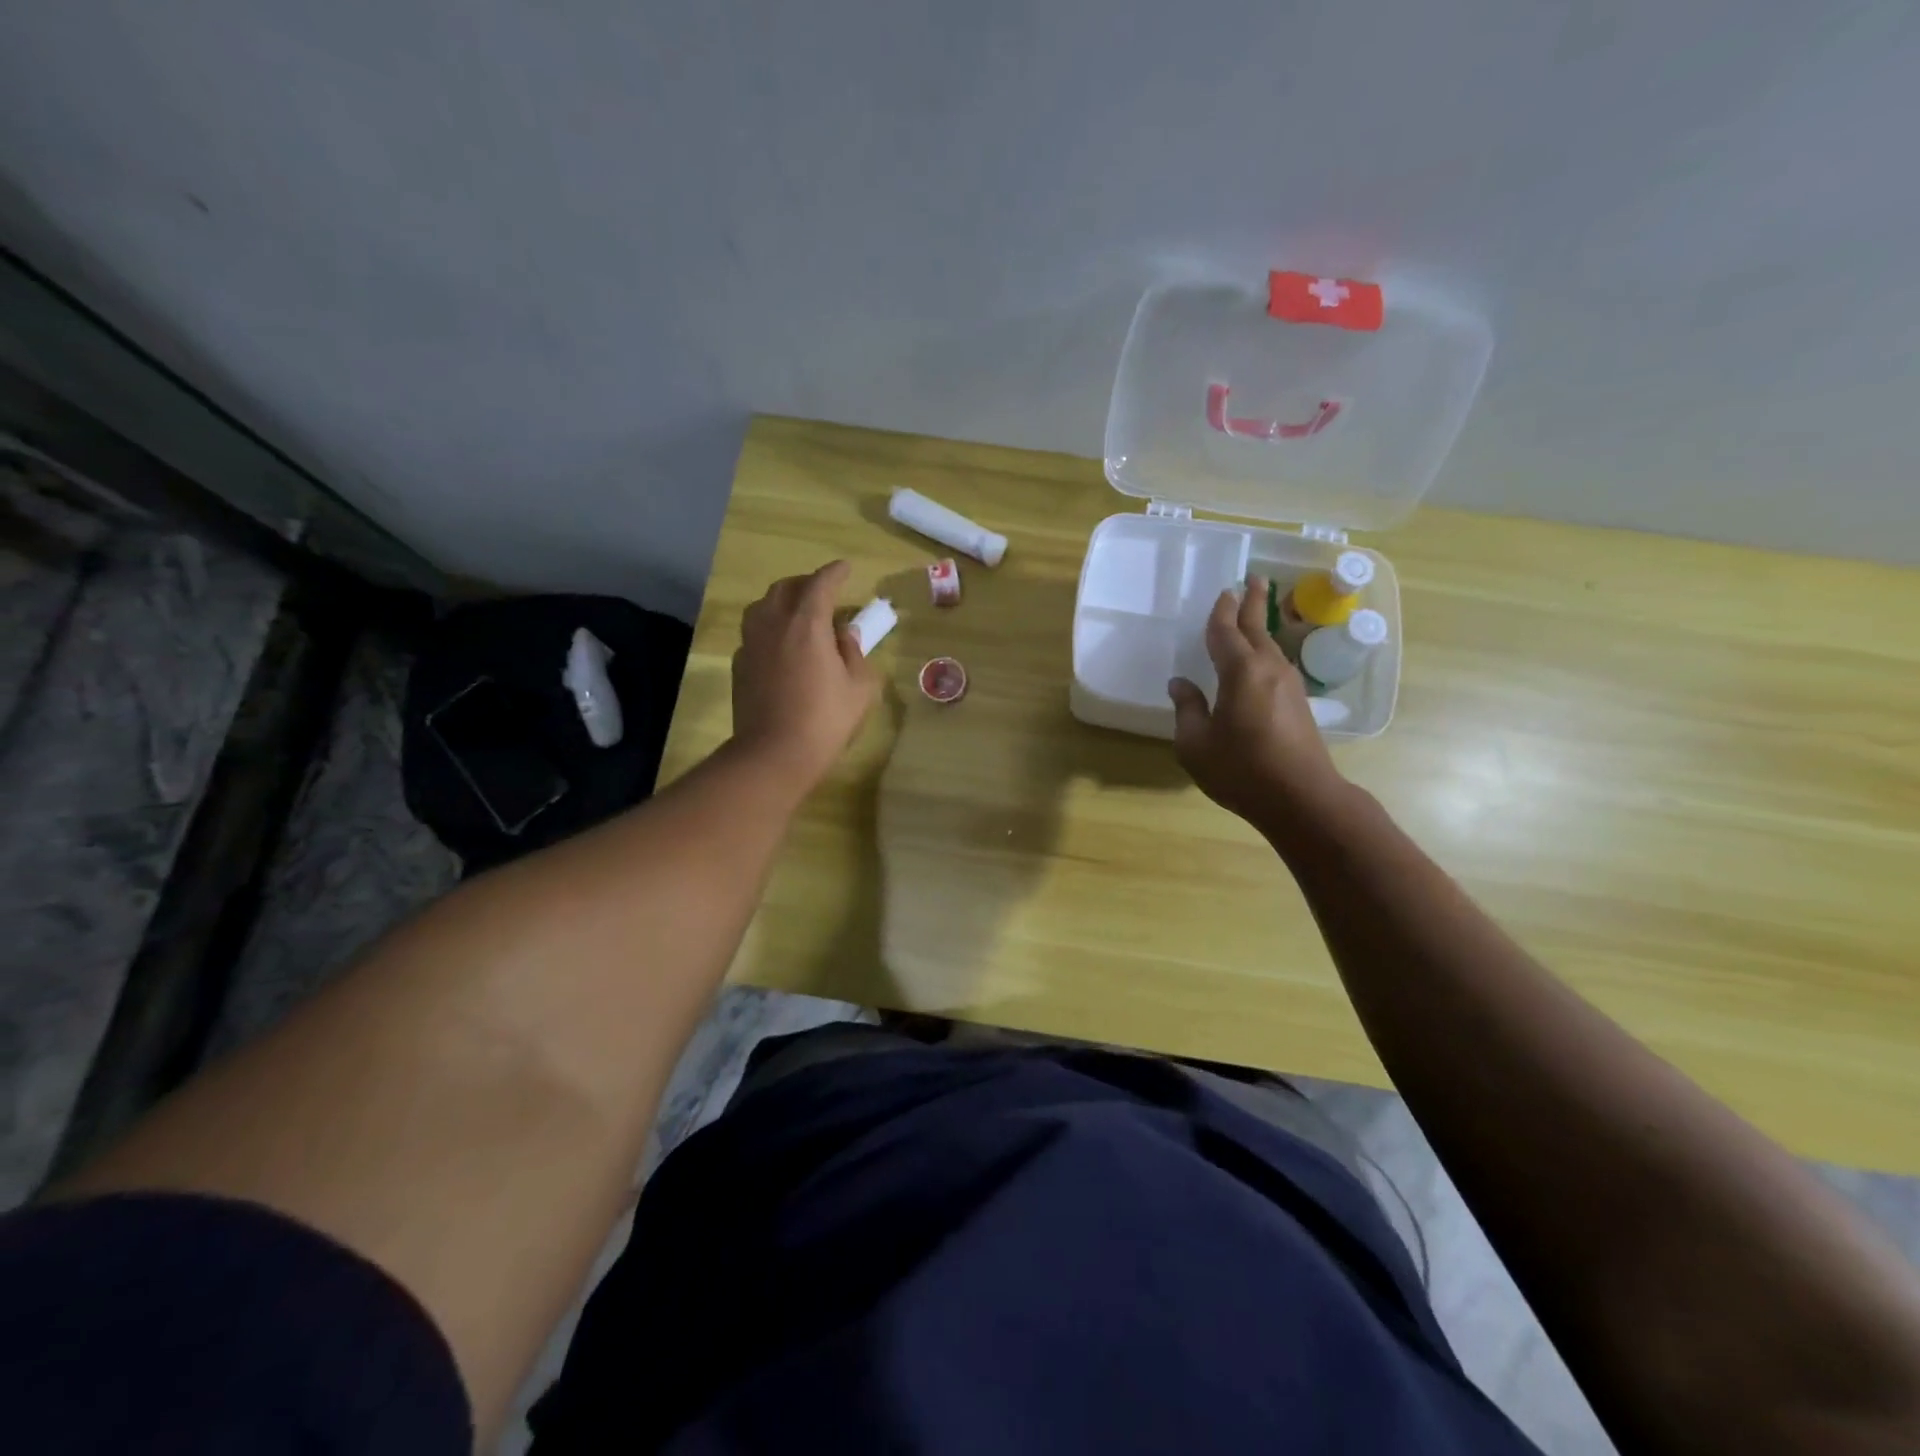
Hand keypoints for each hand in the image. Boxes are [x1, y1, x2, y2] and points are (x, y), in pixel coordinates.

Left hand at [731, 560, 878, 790]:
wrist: (773, 753)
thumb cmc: (825, 720)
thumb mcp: (860, 687)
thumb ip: (854, 653)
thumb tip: (844, 634)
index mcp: (807, 624)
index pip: (820, 584)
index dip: (835, 572)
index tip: (845, 568)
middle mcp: (774, 624)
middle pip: (786, 588)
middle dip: (806, 584)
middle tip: (824, 593)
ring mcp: (751, 643)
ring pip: (763, 606)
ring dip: (783, 602)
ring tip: (799, 615)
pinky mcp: (739, 664)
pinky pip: (754, 632)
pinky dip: (770, 628)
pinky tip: (782, 646)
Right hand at [1168, 578, 1348, 833]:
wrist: (1301, 798)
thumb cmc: (1241, 769)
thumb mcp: (1195, 743)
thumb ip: (1187, 709)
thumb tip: (1180, 684)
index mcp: (1240, 671)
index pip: (1226, 631)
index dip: (1221, 611)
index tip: (1223, 591)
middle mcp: (1269, 669)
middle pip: (1258, 627)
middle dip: (1253, 602)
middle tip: (1253, 579)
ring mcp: (1289, 685)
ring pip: (1271, 646)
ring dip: (1261, 627)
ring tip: (1253, 615)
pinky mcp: (1299, 703)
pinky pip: (1277, 664)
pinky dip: (1265, 651)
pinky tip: (1260, 660)